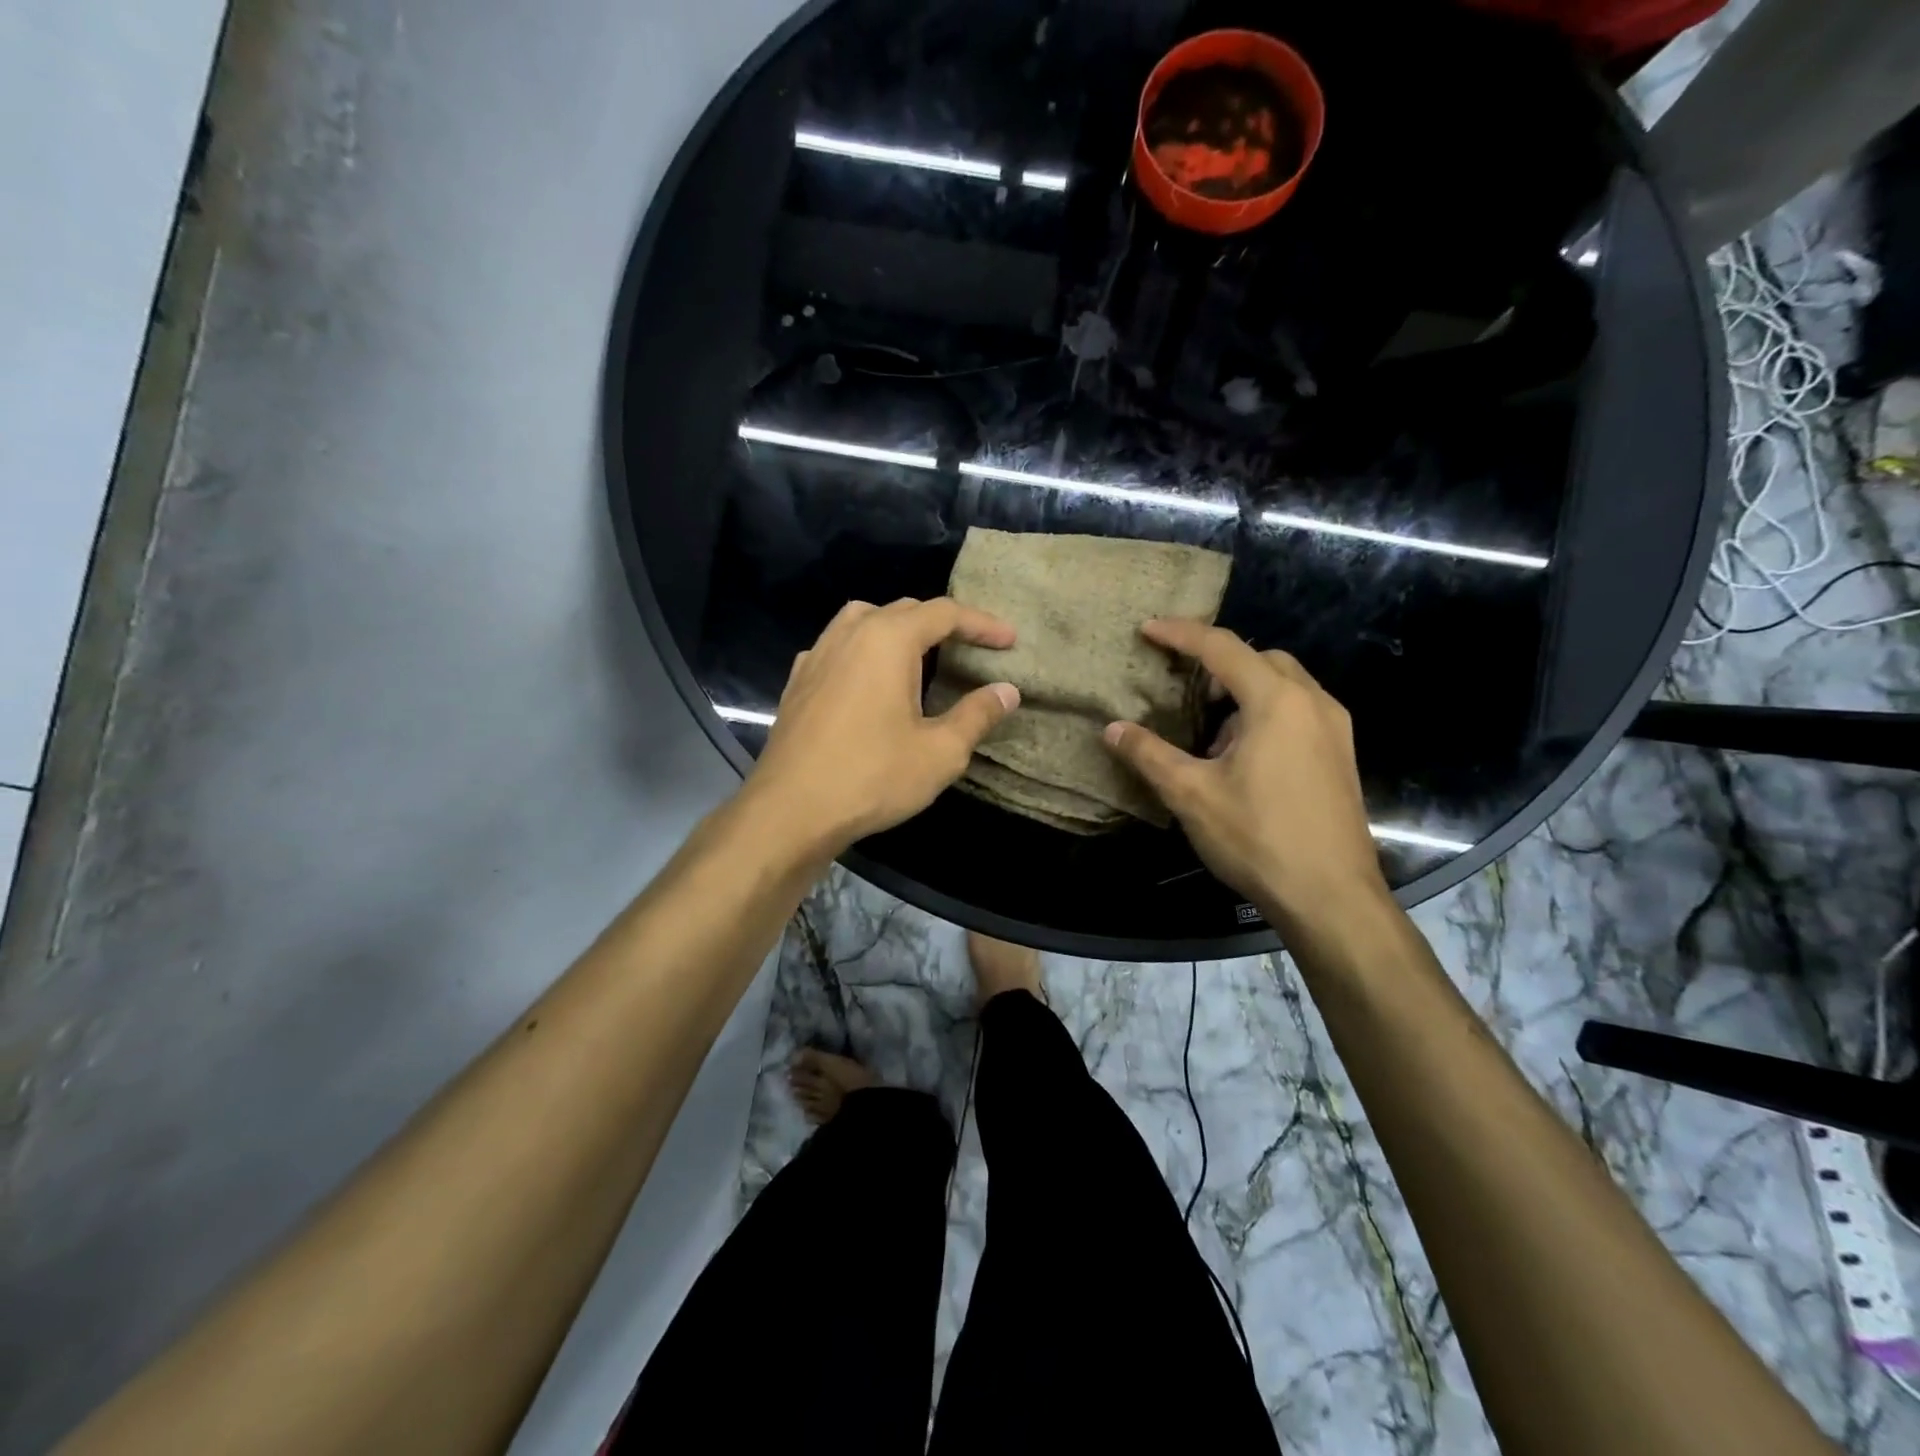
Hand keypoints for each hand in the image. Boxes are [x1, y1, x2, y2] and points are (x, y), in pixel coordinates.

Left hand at [747, 597, 1019, 854]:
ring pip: (864, 620)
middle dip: (943, 623)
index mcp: (888, 640)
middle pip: (904, 610)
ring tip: (921, 653)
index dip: (982, 624)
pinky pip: (837, 646)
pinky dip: (863, 649)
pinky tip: (868, 678)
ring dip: (899, 628)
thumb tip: (1007, 691)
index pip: (944, 614)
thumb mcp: (939, 752)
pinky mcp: (798, 681)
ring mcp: (818, 655)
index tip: (1009, 640)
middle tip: (972, 647)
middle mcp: (850, 634)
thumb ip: (977, 715)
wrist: (790, 810)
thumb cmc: (872, 777)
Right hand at [1103, 619, 1387, 925]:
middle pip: (1261, 659)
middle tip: (1184, 691)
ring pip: (1285, 685)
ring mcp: (1335, 729)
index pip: (1222, 648)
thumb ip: (1150, 755)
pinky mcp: (1341, 755)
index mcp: (1277, 702)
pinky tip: (1245, 758)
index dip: (1181, 634)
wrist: (1332, 897)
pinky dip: (1267, 713)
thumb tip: (1112, 729)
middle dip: (1219, 664)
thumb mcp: (1191, 795)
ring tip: (1212, 733)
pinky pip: (1300, 711)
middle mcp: (1313, 703)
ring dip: (1244, 692)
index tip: (1147, 629)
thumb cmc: (1258, 838)